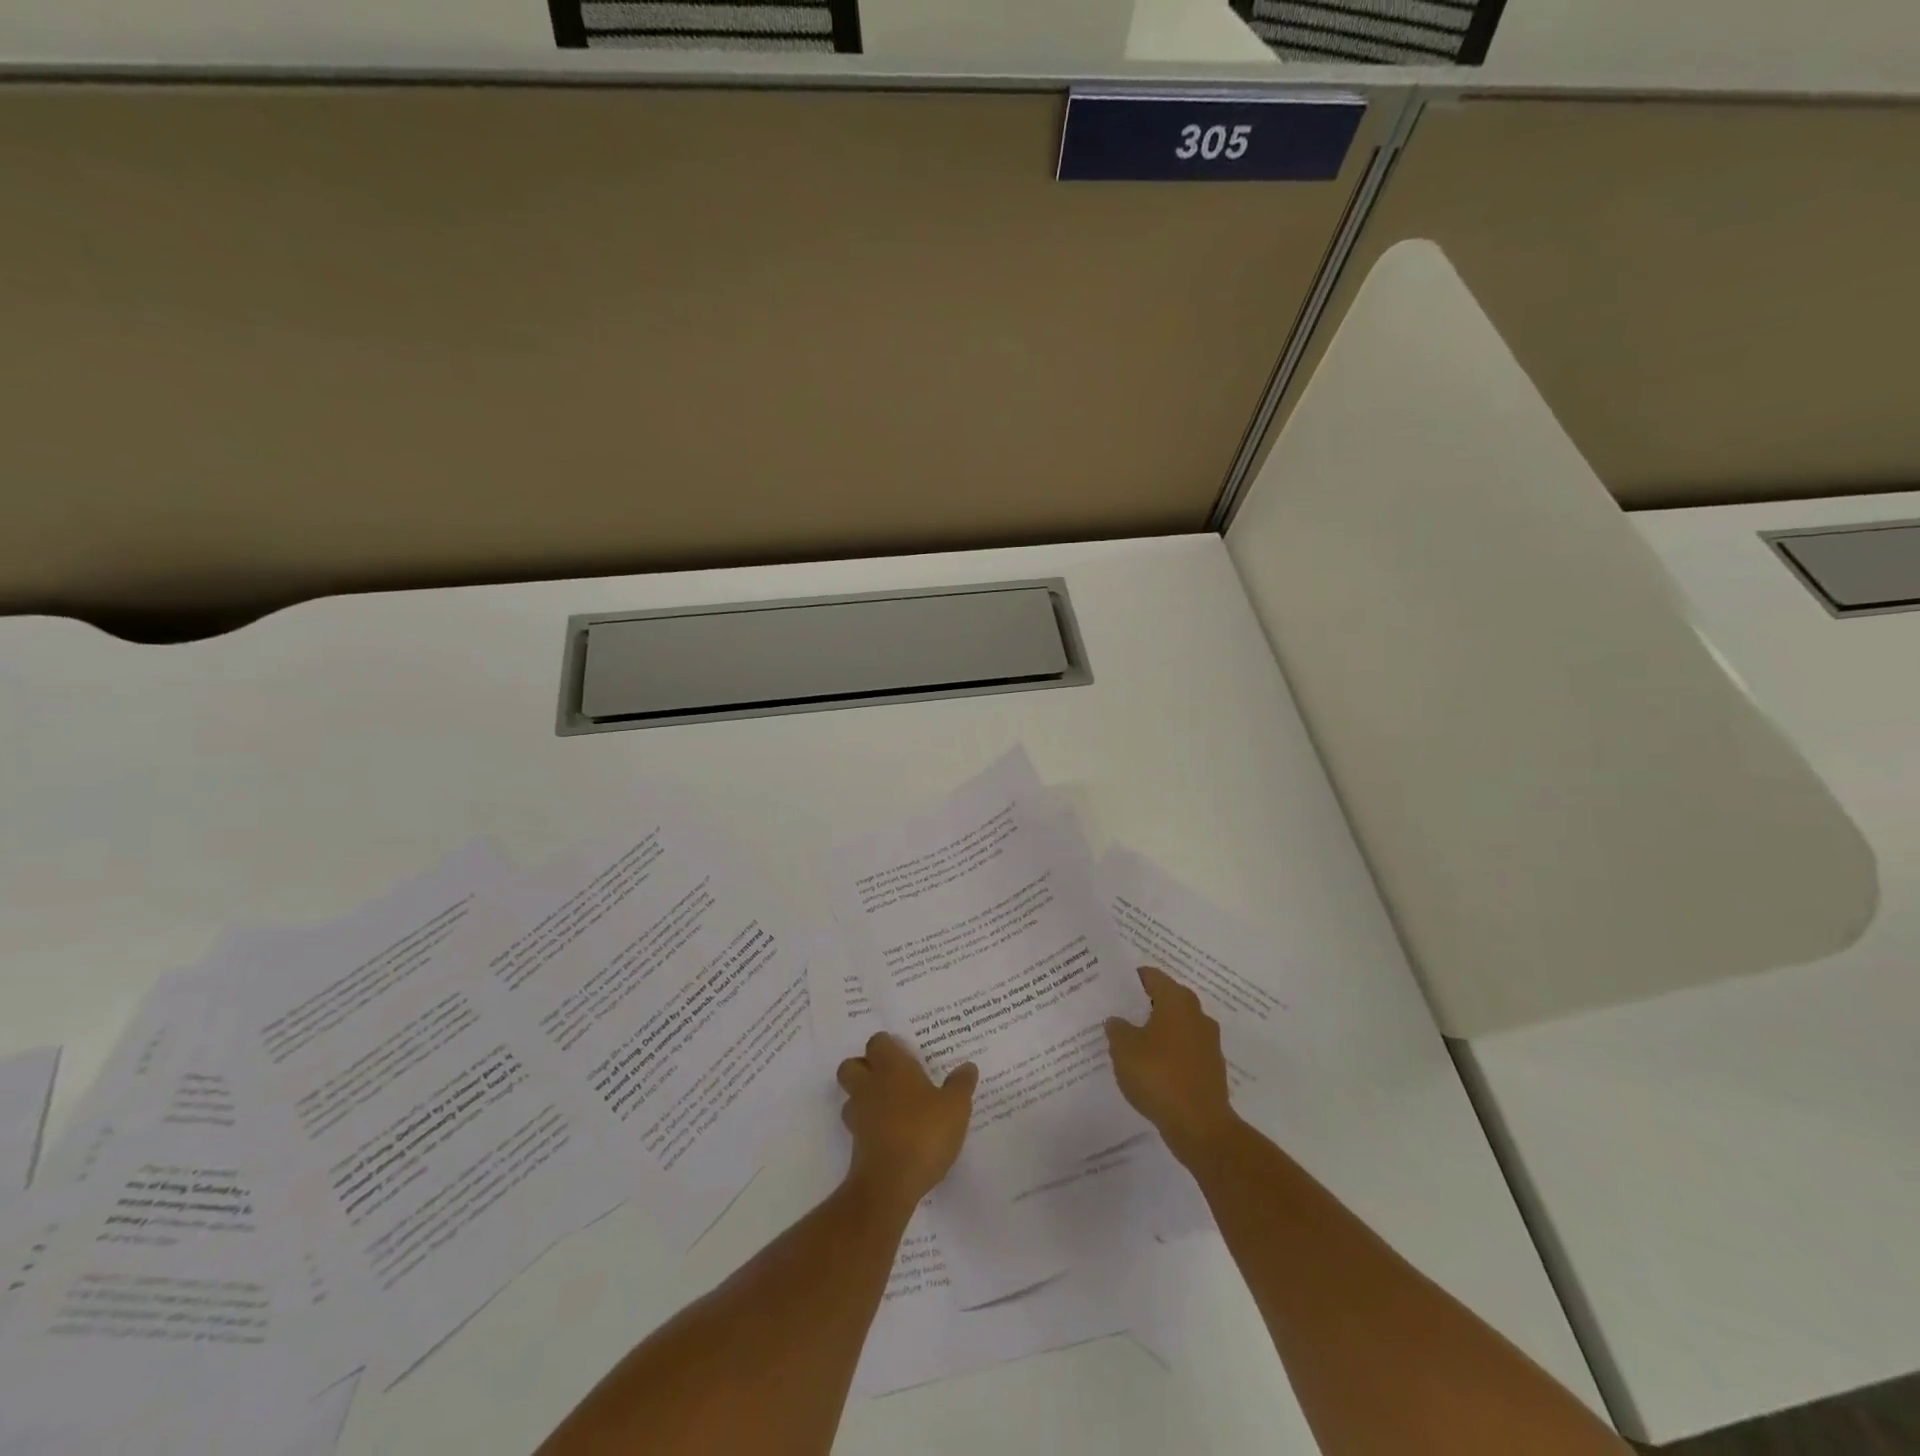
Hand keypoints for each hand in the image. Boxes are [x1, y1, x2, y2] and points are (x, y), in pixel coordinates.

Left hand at [837, 1033, 977, 1211]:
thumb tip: (967, 1067)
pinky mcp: (855, 1145)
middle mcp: (869, 1085)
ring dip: (864, 1098)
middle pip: (851, 1065)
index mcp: (891, 1068)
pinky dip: (870, 1126)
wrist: (890, 1184)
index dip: (888, 1046)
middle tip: (890, 1077)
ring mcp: (858, 1116)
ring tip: (890, 1107)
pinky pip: (858, 1125)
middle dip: (864, 1068)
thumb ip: (961, 1084)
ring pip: (850, 1096)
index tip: (905, 1054)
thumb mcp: (955, 1107)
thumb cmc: (924, 1133)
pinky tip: (892, 1135)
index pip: (878, 1042)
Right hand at [1105, 966, 1237, 1168]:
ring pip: (1175, 1027)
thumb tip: (1118, 1020)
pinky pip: (1183, 1051)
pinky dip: (1167, 1055)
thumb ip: (1117, 1028)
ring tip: (1129, 1043)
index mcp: (1177, 1000)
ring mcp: (1208, 1043)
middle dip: (1142, 1006)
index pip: (1151, 976)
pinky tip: (1149, 1069)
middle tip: (1116, 1013)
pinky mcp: (1211, 1069)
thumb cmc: (1159, 1075)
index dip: (1130, 979)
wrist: (1201, 1127)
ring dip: (1156, 1031)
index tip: (1112, 987)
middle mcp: (1197, 1014)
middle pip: (1165, 999)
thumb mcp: (1124, 1048)